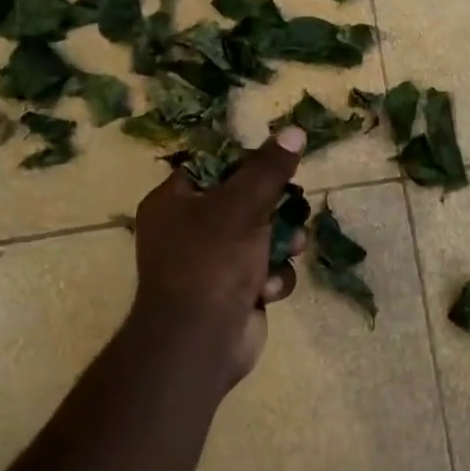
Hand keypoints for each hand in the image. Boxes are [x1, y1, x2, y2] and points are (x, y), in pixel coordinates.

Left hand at [125, 128, 306, 391]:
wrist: (200, 340)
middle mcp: (189, 230)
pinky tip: (267, 290)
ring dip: (282, 245)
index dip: (248, 163)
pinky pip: (265, 271)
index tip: (279, 165)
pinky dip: (272, 278)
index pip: (214, 166)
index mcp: (174, 201)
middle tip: (293, 209)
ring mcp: (211, 263)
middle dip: (277, 210)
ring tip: (290, 251)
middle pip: (246, 202)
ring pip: (264, 237)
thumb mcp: (243, 205)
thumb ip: (269, 169)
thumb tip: (295, 130)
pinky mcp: (234, 292)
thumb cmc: (211, 262)